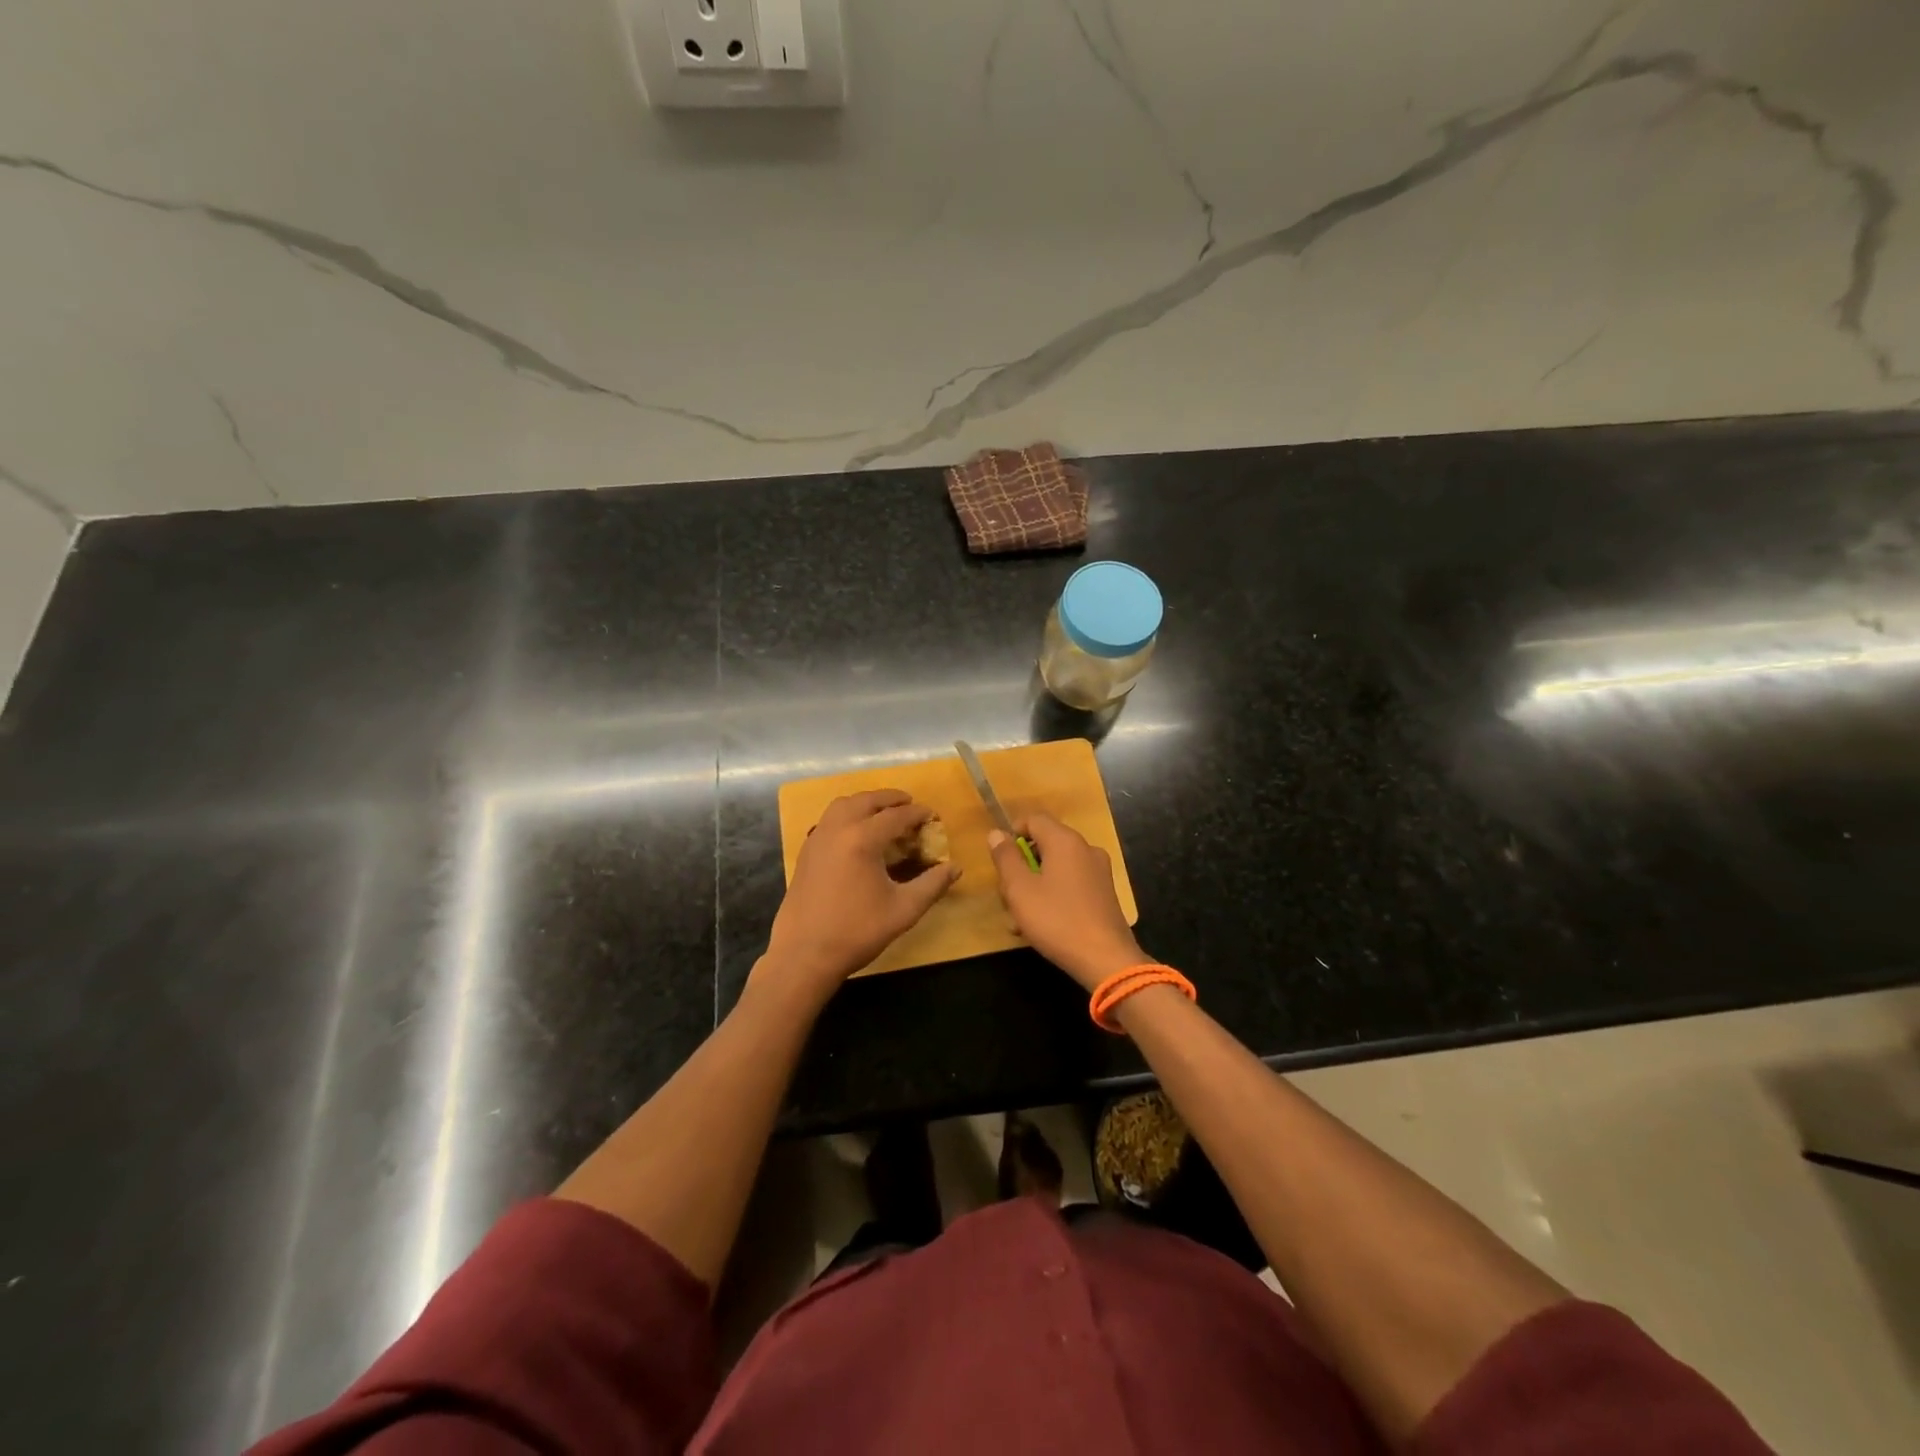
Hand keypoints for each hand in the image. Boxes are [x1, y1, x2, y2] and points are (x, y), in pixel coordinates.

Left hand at [761, 789, 959, 1000]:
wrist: (804, 954)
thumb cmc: (857, 931)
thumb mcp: (904, 910)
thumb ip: (932, 885)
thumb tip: (955, 867)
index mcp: (862, 839)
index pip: (896, 816)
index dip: (917, 814)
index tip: (932, 816)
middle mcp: (837, 829)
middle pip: (867, 800)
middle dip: (891, 799)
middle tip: (910, 805)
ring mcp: (817, 838)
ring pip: (843, 805)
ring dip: (866, 802)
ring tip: (883, 813)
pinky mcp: (806, 851)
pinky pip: (829, 819)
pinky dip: (847, 814)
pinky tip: (856, 833)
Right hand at [986, 813, 1144, 991]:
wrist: (1105, 959)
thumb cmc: (1056, 919)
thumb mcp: (1019, 889)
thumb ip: (1006, 858)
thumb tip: (997, 833)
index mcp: (1065, 841)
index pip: (1034, 819)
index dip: (1012, 833)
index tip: (1000, 860)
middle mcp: (1086, 849)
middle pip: (1045, 844)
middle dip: (1022, 866)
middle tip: (1007, 895)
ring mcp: (1099, 872)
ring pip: (1057, 867)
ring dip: (1034, 886)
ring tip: (1020, 919)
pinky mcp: (1104, 894)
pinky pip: (1071, 883)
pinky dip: (1054, 896)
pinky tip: (1043, 925)